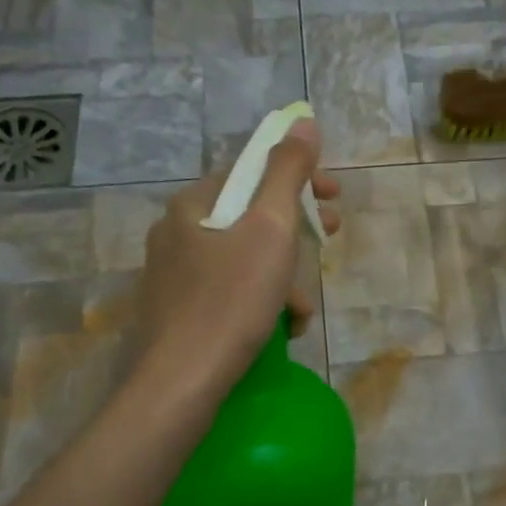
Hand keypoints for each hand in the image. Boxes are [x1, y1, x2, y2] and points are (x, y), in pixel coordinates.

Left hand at [137, 119, 340, 384]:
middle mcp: (175, 234)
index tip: (334, 198)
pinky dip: (259, 302)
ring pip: (242, 260)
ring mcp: (172, 276)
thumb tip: (303, 122)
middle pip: (249, 217)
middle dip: (296, 231)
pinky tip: (279, 329)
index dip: (299, 179)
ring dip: (282, 276)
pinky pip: (228, 293)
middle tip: (330, 239)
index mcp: (193, 206)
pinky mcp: (176, 313)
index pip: (251, 172)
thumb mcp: (270, 229)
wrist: (181, 383)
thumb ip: (288, 173)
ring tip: (302, 308)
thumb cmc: (231, 300)